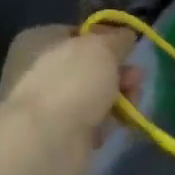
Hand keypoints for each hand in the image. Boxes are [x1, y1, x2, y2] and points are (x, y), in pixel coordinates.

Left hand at [0, 25, 140, 144]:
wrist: (49, 141)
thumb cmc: (72, 80)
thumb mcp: (102, 47)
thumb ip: (117, 39)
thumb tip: (126, 35)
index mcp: (38, 41)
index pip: (76, 33)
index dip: (104, 38)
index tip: (127, 47)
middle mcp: (38, 70)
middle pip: (88, 66)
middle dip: (118, 71)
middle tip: (137, 78)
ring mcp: (47, 105)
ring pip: (93, 94)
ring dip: (118, 96)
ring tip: (134, 101)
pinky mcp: (58, 134)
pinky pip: (90, 121)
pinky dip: (106, 121)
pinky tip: (118, 124)